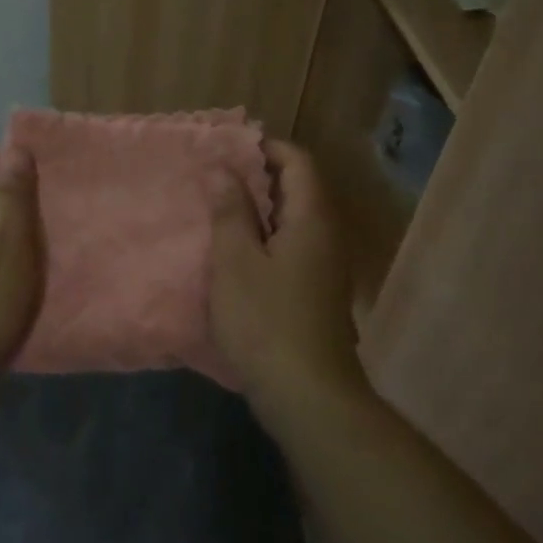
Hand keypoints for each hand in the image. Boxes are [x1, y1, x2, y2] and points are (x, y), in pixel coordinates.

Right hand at [210, 141, 366, 425]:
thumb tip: (224, 169)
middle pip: (299, 188)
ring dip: (260, 208)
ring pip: (294, 219)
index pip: (298, 161)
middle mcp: (327, 235)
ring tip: (219, 209)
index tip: (227, 148)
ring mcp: (326, 266)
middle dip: (258, 176)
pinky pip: (293, 245)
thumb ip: (230, 211)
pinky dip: (267, 236)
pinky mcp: (318, 292)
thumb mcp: (235, 261)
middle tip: (215, 176)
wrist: (308, 395)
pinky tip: (237, 252)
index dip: (265, 148)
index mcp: (312, 218)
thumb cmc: (266, 320)